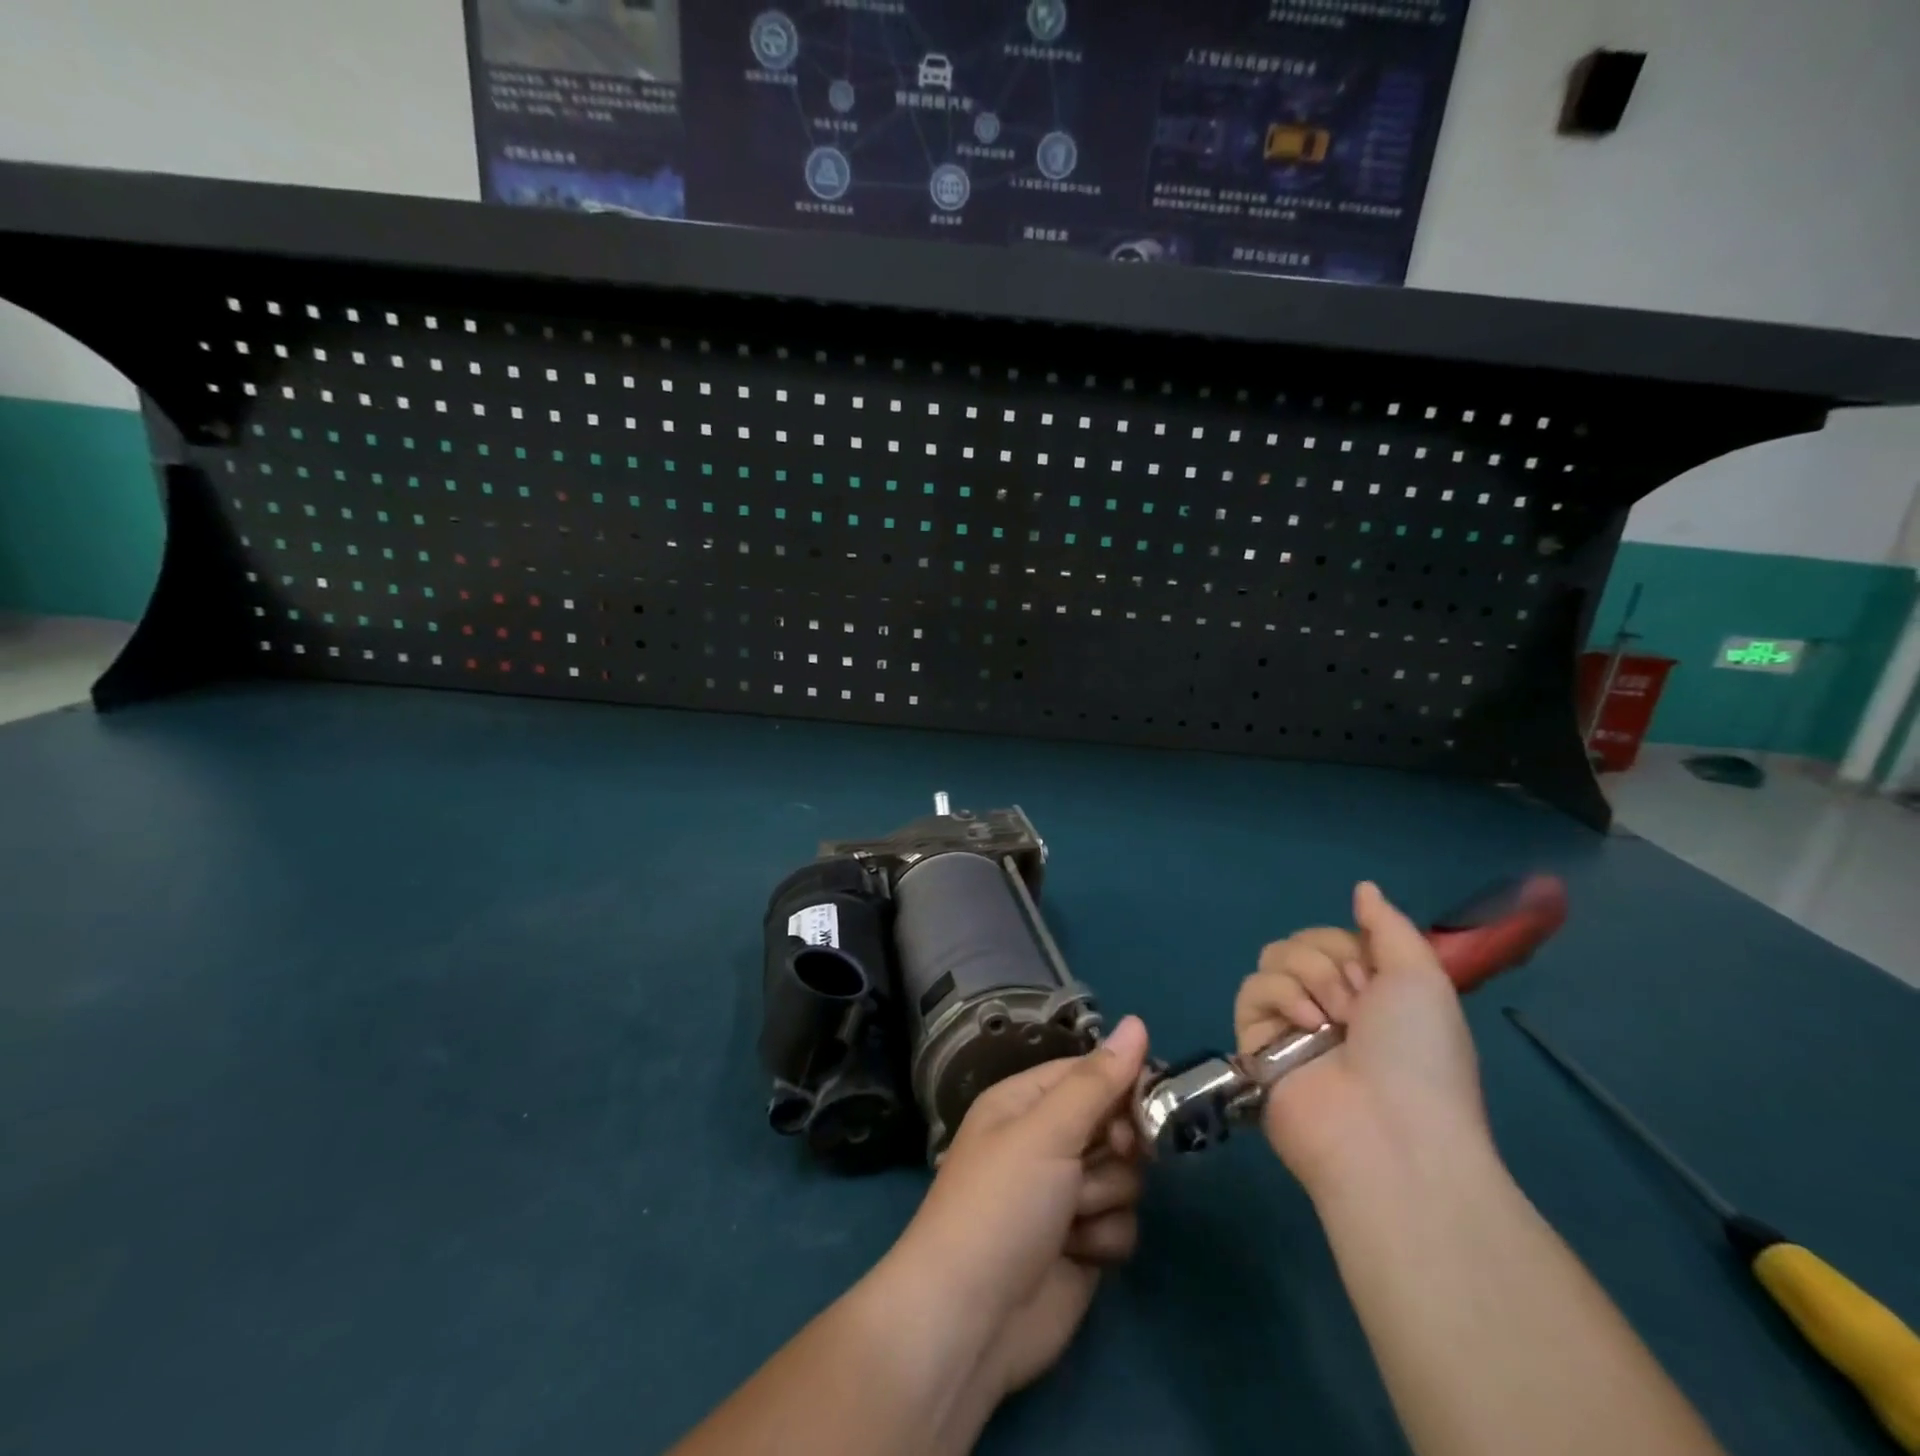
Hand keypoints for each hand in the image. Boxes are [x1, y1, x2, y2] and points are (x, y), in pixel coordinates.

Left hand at [891, 1016, 1149, 1400]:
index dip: (1123, 1082)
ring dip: (1106, 1196)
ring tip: (1073, 1216)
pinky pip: (1122, 1222)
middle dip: (1118, 1145)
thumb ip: (1097, 1080)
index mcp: (1026, 1102)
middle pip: (1114, 1122)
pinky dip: (1105, 1237)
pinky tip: (1078, 1251)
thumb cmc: (1001, 1205)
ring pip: (1126, 1175)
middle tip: (1110, 1154)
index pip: (1090, 1072)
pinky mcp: (1084, 1244)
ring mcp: (1065, 1194)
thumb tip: (1137, 1021)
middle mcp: (1047, 1141)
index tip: (1150, 1099)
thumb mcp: (1046, 1131)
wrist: (971, 1321)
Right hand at [1235, 883, 1490, 1195]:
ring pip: (1273, 959)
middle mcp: (1328, 1005)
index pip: (1336, 937)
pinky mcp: (1256, 1044)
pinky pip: (1251, 990)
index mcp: (1369, 993)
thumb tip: (1363, 887)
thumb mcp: (1423, 978)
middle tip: (1354, 1004)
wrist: (1389, 1133)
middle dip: (1327, 961)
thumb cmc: (1418, 1054)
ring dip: (1306, 976)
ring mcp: (1290, 1025)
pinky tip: (1304, 1023)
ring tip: (1329, 1019)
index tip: (1372, 976)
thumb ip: (1388, 926)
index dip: (1350, 946)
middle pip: (1301, 942)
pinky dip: (1277, 996)